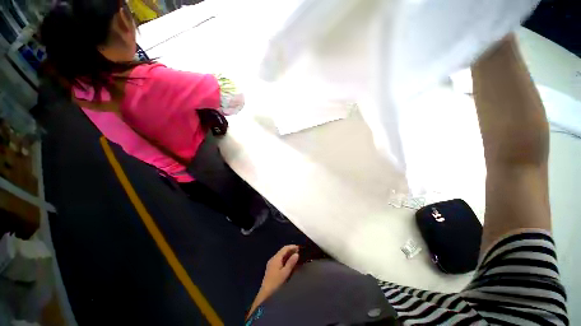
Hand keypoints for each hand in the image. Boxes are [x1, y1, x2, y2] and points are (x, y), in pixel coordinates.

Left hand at [247, 245, 299, 318]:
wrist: (265, 294)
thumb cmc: (276, 283)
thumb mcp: (285, 273)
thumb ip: (291, 263)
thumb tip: (296, 254)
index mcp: (276, 258)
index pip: (284, 248)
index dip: (292, 247)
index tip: (299, 248)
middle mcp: (273, 259)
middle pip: (282, 251)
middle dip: (290, 250)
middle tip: (299, 252)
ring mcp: (272, 263)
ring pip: (281, 256)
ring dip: (288, 255)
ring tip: (296, 257)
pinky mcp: (272, 268)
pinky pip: (280, 260)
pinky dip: (285, 259)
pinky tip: (290, 263)